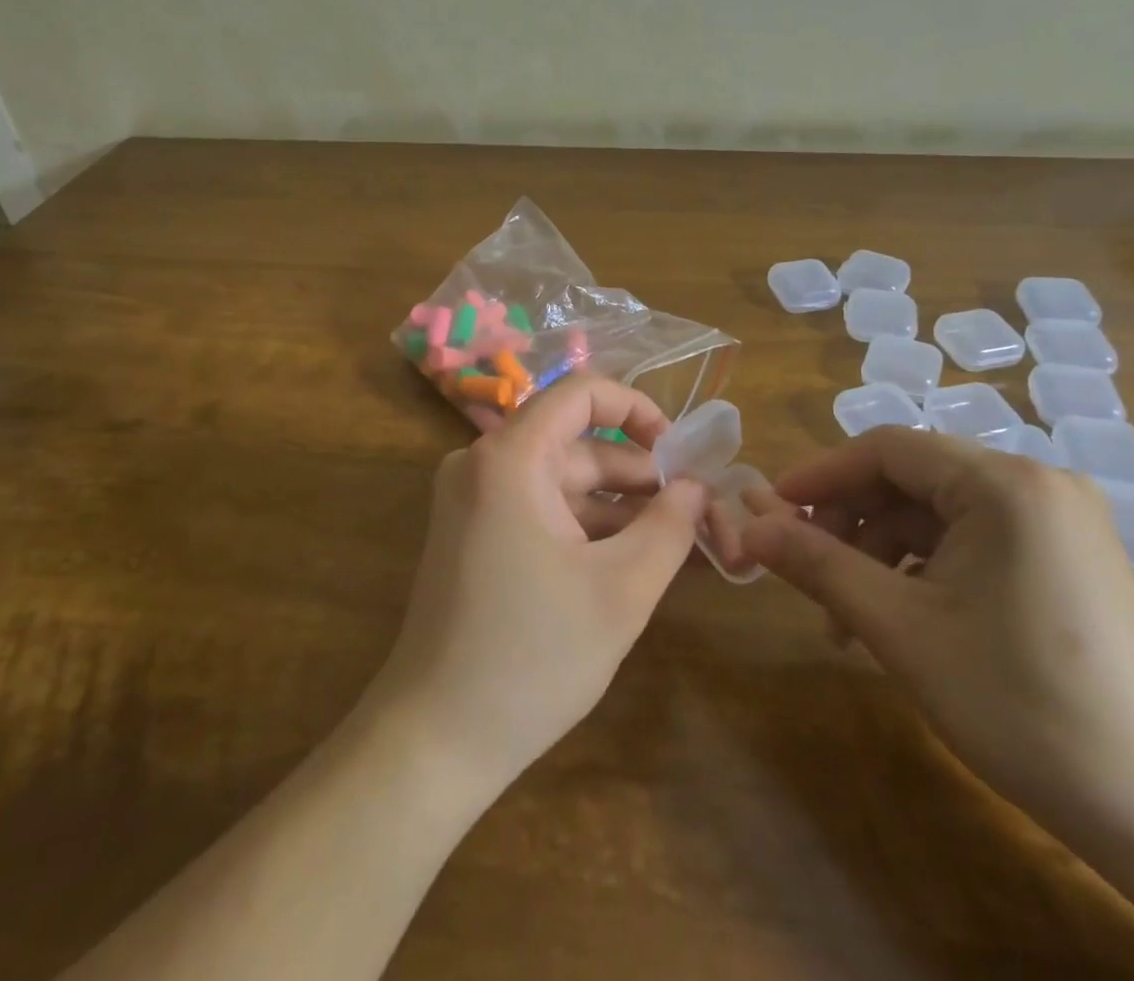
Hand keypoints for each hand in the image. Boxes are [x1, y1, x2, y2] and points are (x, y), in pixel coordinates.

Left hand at [364, 376, 708, 790]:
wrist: (435, 739)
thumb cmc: (531, 658)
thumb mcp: (621, 590)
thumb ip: (669, 526)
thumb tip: (698, 486)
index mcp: (510, 458)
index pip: (581, 393)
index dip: (638, 409)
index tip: (680, 454)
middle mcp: (484, 463)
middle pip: (577, 445)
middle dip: (639, 476)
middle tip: (698, 513)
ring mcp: (474, 499)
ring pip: (562, 483)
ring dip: (617, 509)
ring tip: (678, 542)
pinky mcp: (473, 532)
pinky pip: (541, 510)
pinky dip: (585, 528)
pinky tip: (632, 560)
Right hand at [734, 428, 1133, 882]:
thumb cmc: (1022, 706)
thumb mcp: (900, 629)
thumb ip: (816, 563)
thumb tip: (745, 525)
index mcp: (1004, 483)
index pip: (885, 448)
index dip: (819, 476)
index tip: (769, 510)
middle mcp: (1036, 482)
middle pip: (910, 477)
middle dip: (849, 521)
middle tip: (805, 570)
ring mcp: (1058, 519)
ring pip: (937, 511)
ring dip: (881, 551)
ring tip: (848, 618)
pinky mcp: (1066, 555)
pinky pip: (972, 537)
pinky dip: (923, 566)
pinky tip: (901, 617)